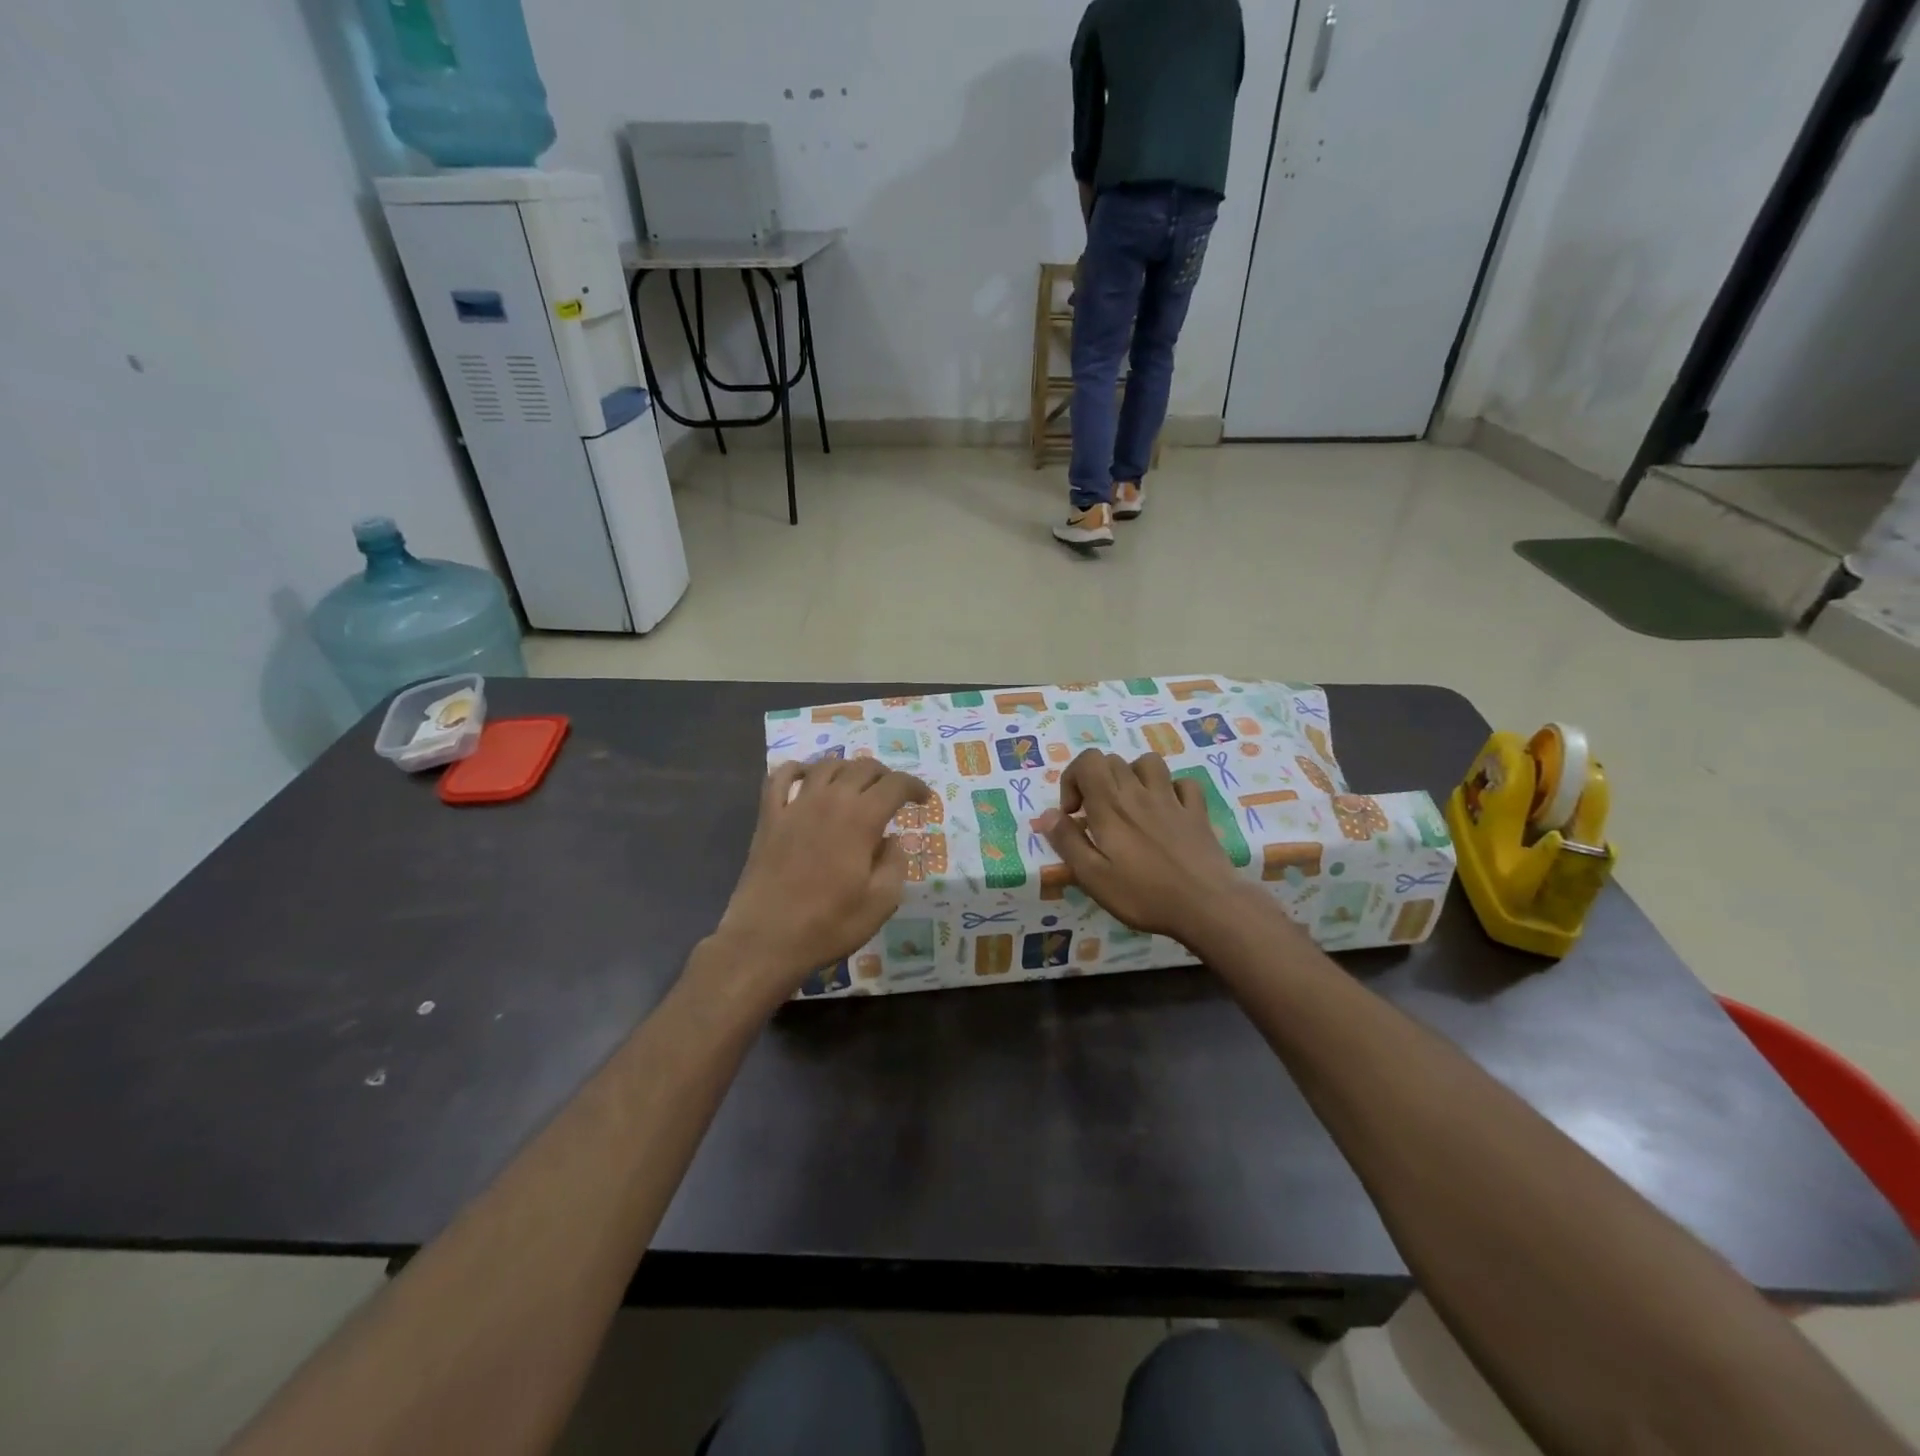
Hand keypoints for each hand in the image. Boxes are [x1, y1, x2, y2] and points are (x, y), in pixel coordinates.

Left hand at [714, 758, 930, 1004]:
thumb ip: (895, 864)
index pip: (895, 785)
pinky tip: (806, 777)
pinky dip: (797, 769)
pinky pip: (781, 777)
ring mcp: (795, 805)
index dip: (914, 787)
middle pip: (863, 767)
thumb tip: (892, 841)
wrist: (765, 940)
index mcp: (861, 819)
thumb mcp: (881, 903)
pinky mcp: (769, 817)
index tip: (924, 800)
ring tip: (856, 783)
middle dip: (885, 775)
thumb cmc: (828, 925)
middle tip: (894, 794)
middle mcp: (830, 801)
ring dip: (848, 768)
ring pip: (826, 765)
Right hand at [1038, 750, 1247, 942]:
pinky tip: (1167, 811)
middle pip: (1113, 760)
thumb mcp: (1092, 876)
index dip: (1072, 779)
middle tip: (1096, 816)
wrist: (1207, 905)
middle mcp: (1140, 793)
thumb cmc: (1144, 894)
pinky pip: (1184, 784)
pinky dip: (1171, 790)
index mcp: (1111, 806)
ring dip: (1133, 776)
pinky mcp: (1197, 813)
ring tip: (1130, 804)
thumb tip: (1046, 815)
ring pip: (1149, 763)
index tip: (1073, 814)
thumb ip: (1067, 841)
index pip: (1087, 761)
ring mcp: (1173, 800)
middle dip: (1097, 780)